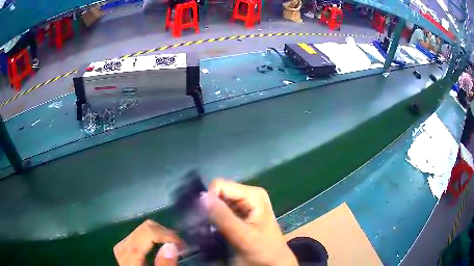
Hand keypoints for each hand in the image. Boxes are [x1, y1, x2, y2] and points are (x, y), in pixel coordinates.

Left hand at [113, 220, 183, 265]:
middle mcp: (123, 244)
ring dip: (161, 234)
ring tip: (173, 245)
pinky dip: (154, 236)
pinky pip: (141, 233)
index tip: (182, 245)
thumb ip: (164, 265)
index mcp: (129, 253)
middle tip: (180, 245)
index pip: (148, 232)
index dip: (167, 235)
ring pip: (144, 228)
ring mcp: (123, 243)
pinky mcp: (125, 245)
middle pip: (146, 227)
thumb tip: (171, 246)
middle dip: (165, 233)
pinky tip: (162, 245)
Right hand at [201, 179, 297, 265]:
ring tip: (213, 230)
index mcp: (253, 194)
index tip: (208, 220)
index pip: (219, 185)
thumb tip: (202, 197)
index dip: (210, 201)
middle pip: (218, 193)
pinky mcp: (240, 215)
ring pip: (217, 203)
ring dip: (212, 216)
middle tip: (211, 227)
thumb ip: (223, 217)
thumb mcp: (244, 237)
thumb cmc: (263, 251)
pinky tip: (217, 231)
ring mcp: (244, 205)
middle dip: (210, 209)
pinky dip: (215, 220)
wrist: (274, 263)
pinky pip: (220, 211)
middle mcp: (248, 195)